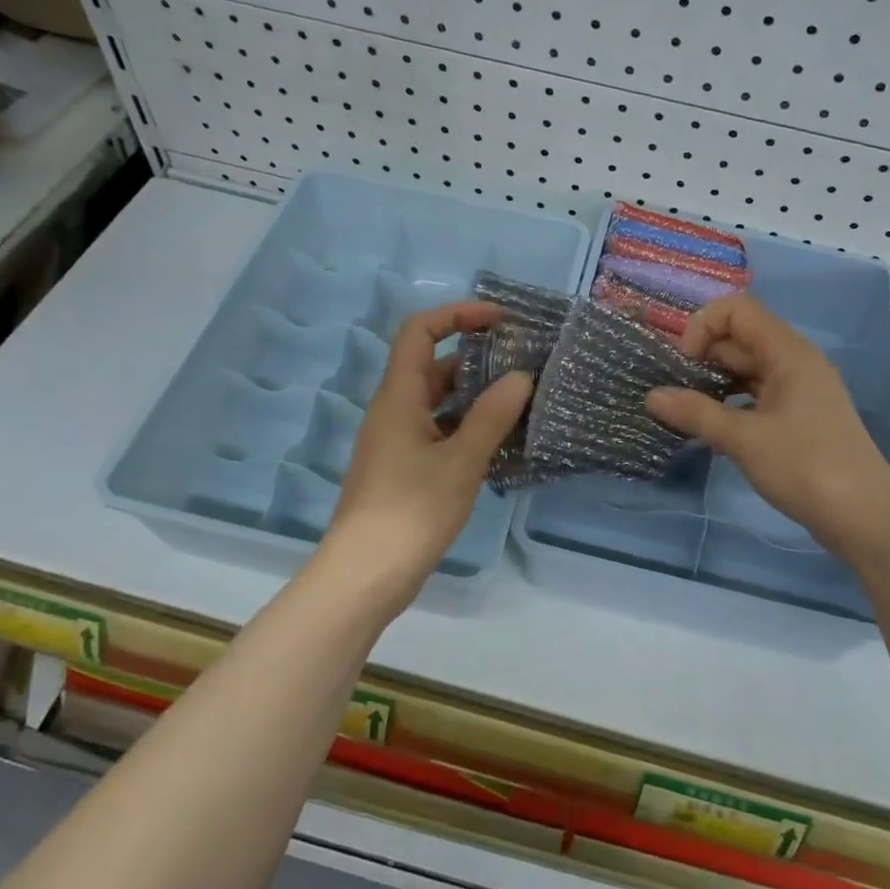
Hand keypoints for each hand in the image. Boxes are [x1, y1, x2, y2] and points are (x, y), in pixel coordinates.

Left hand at [327, 301, 532, 593]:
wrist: (366, 574)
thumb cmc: (411, 511)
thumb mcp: (460, 462)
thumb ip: (492, 417)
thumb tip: (521, 377)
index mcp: (399, 397)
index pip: (420, 331)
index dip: (457, 314)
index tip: (500, 321)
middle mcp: (394, 411)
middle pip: (433, 365)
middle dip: (477, 357)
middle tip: (523, 363)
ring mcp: (398, 441)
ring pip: (439, 402)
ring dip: (476, 396)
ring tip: (522, 400)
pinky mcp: (405, 469)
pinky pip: (439, 431)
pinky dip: (468, 427)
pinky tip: (501, 442)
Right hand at [646, 295, 889, 564]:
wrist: (864, 517)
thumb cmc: (805, 466)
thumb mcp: (743, 439)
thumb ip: (695, 414)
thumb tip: (651, 396)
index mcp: (788, 353)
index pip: (738, 310)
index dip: (703, 326)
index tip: (682, 363)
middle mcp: (795, 363)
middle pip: (740, 339)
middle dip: (702, 357)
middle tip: (671, 389)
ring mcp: (799, 392)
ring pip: (747, 372)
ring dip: (713, 384)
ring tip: (683, 410)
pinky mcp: (799, 419)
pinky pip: (756, 397)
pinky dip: (730, 406)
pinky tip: (709, 432)